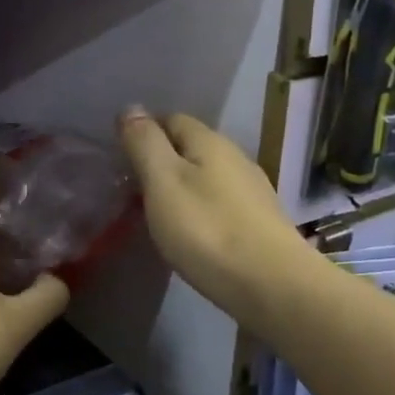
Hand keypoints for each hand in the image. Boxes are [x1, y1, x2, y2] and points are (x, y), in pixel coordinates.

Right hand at [118, 107, 315, 329]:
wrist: (274, 286)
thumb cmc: (208, 230)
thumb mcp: (163, 182)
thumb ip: (145, 143)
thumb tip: (131, 108)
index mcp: (210, 142)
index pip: (172, 118)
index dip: (145, 131)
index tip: (121, 157)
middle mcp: (236, 158)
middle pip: (191, 147)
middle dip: (162, 160)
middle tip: (133, 188)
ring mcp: (252, 191)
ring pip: (207, 176)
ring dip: (182, 186)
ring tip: (158, 212)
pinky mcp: (261, 222)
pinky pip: (221, 202)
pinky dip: (201, 208)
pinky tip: (192, 232)